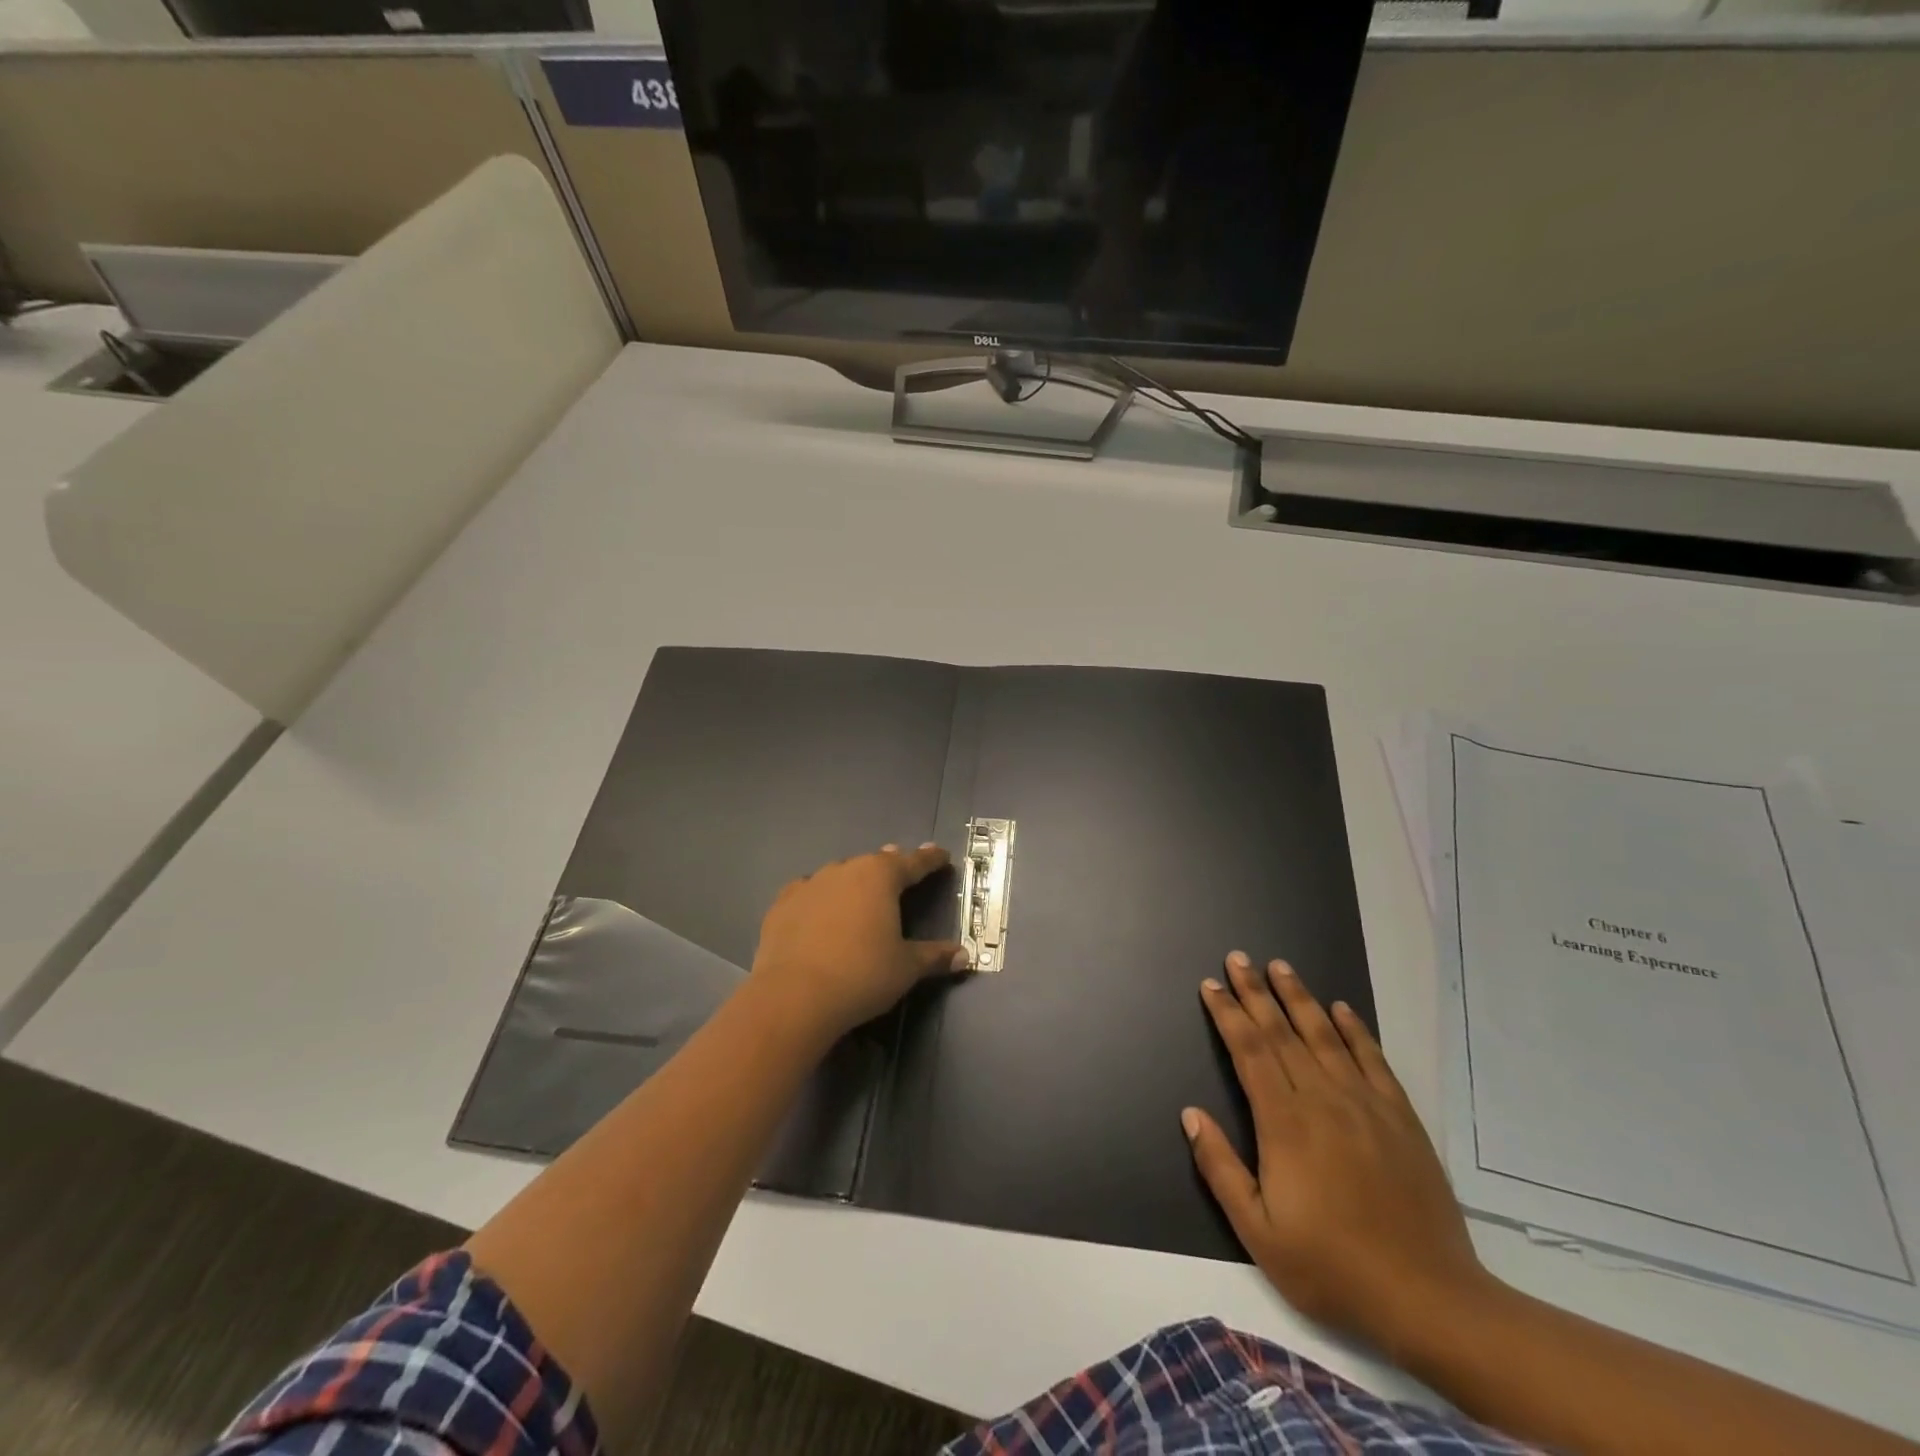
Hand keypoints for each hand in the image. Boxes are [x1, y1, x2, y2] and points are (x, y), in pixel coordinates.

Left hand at [750, 844, 968, 1041]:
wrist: (794, 996)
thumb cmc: (862, 975)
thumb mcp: (906, 968)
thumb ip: (934, 956)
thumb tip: (964, 956)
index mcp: (880, 877)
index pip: (913, 862)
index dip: (930, 859)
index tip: (941, 854)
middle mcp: (845, 870)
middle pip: (874, 863)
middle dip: (890, 865)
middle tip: (901, 869)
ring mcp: (810, 884)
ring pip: (840, 874)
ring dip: (854, 880)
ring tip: (861, 890)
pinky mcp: (782, 904)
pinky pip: (808, 892)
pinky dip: (819, 897)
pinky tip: (818, 908)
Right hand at [1184, 952, 1494, 1359]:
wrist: (1429, 1298)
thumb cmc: (1332, 1267)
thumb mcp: (1258, 1232)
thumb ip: (1220, 1168)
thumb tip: (1190, 1114)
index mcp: (1284, 1123)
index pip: (1249, 1051)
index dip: (1227, 1014)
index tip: (1211, 984)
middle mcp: (1322, 1099)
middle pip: (1281, 1032)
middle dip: (1255, 992)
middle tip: (1238, 957)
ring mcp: (1365, 1104)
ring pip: (1324, 1035)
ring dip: (1299, 997)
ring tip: (1280, 966)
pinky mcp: (1399, 1117)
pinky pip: (1372, 1059)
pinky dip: (1354, 1030)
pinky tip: (1341, 1008)